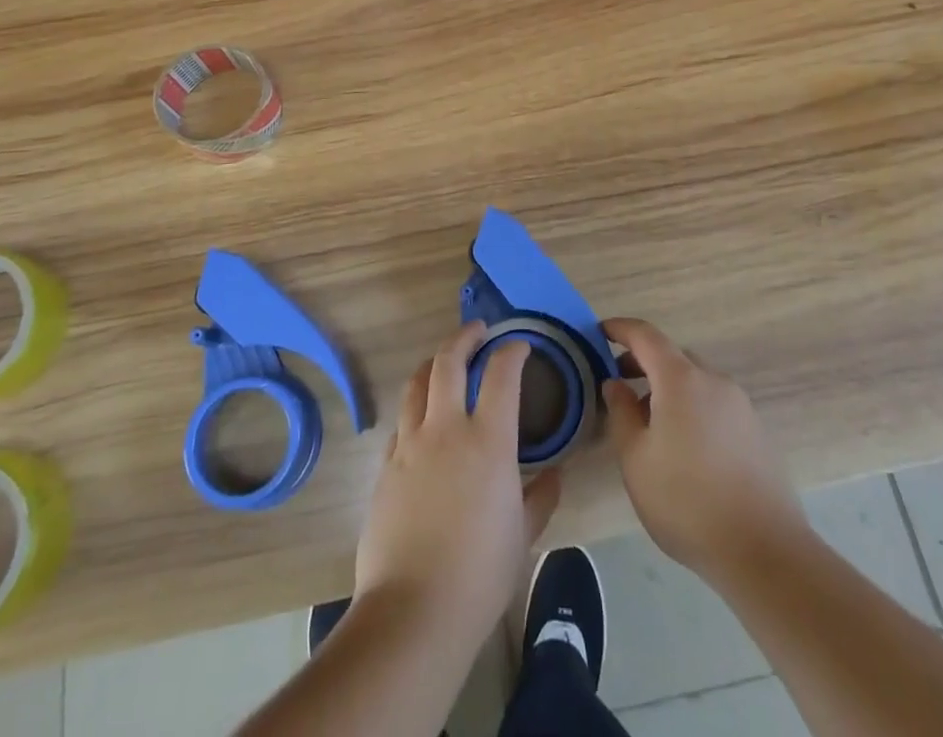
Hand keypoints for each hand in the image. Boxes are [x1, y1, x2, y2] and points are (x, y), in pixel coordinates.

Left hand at [354, 323, 562, 652]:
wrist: (414, 610)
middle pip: (449, 361)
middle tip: (478, 331)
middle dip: (464, 337)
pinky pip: (401, 421)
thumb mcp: (523, 536)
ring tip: (444, 362)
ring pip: (417, 382)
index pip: (501, 374)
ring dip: (433, 364)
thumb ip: (541, 498)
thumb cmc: (480, 574)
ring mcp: (410, 443)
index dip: (511, 351)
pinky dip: (415, 407)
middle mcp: (446, 428)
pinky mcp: (386, 465)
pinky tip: (422, 420)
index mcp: (488, 440)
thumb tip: (555, 474)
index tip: (519, 345)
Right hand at [603, 317, 802, 581]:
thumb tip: (615, 383)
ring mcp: (741, 406)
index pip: (645, 335)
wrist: (765, 552)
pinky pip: (715, 405)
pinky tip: (685, 447)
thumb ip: (621, 413)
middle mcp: (714, 381)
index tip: (599, 332)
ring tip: (649, 423)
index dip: (620, 329)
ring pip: (696, 382)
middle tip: (619, 384)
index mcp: (681, 379)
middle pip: (673, 357)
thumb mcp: (636, 459)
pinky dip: (692, 408)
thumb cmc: (687, 501)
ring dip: (669, 388)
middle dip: (643, 363)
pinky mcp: (757, 432)